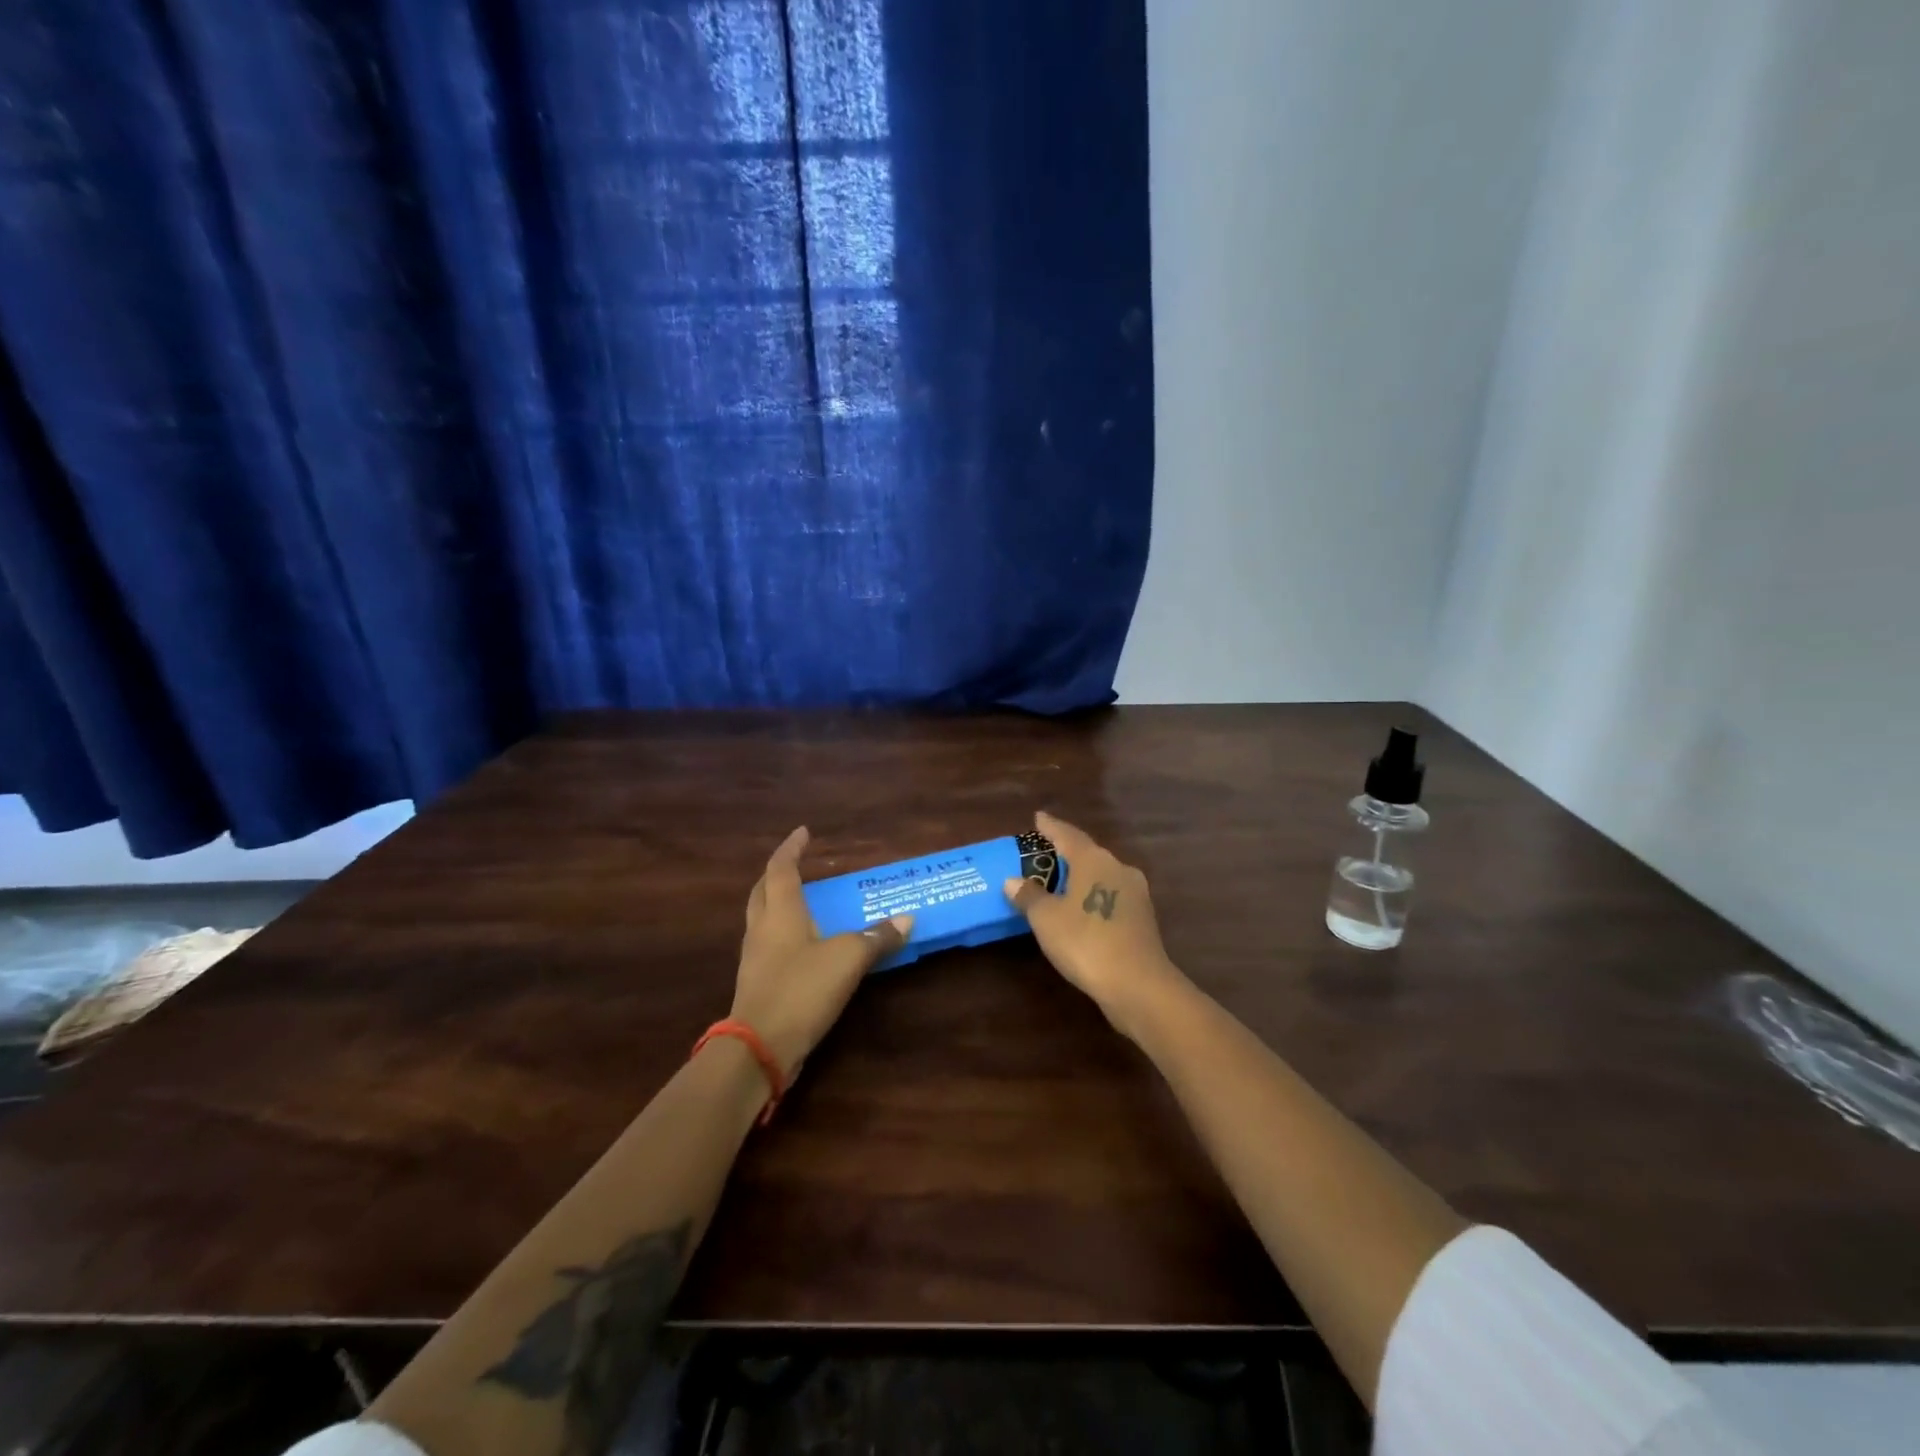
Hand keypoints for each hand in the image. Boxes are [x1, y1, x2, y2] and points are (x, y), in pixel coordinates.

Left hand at [732, 827, 911, 1077]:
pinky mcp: (757, 982)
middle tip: (799, 864)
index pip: (781, 868)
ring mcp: (754, 957)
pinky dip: (784, 932)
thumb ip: (876, 938)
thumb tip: (905, 920)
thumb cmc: (801, 989)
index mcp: (780, 912)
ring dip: (778, 903)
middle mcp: (762, 928)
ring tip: (804, 901)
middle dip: (779, 873)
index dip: (792, 848)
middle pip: (763, 890)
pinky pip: (768, 944)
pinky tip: (803, 944)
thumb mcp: (848, 960)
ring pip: (762, 917)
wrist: (758, 1048)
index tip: (803, 832)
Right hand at [1002, 811, 1184, 1036]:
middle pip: (1088, 853)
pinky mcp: (1143, 918)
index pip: (1067, 835)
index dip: (1051, 827)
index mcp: (1094, 860)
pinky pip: (1111, 896)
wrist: (1138, 984)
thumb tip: (1014, 880)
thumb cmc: (1085, 942)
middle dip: (1067, 853)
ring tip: (1060, 883)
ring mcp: (1135, 893)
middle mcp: (1118, 868)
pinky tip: (1082, 910)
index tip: (1038, 818)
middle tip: (1044, 854)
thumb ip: (1029, 896)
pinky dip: (1093, 897)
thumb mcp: (1046, 919)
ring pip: (1102, 875)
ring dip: (1082, 877)